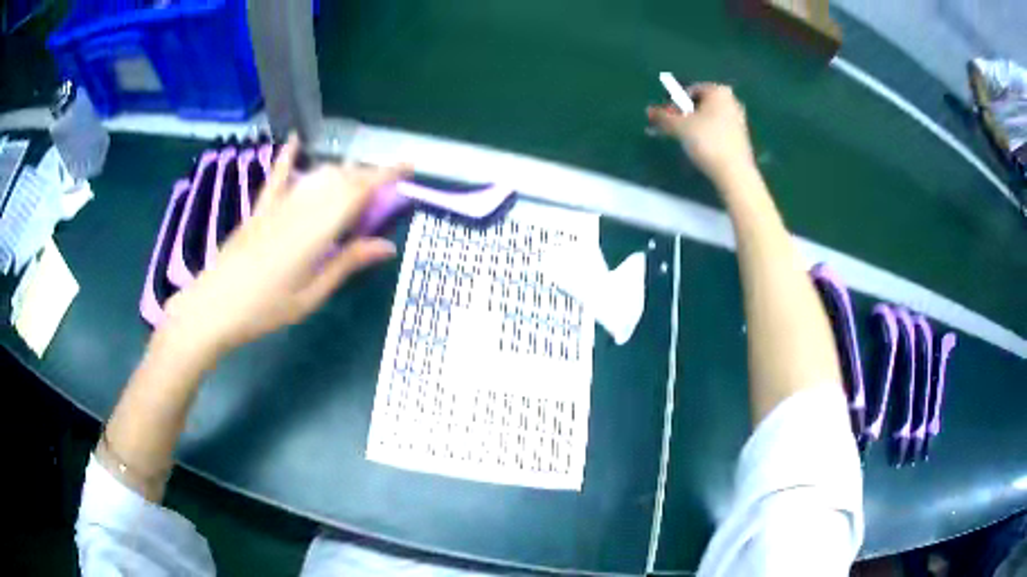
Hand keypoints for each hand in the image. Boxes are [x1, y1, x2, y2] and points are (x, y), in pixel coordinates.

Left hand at [161, 135, 410, 361]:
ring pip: (316, 176)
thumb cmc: (265, 309)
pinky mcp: (259, 210)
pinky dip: (286, 158)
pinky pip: (276, 178)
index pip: (358, 191)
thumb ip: (347, 264)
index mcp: (316, 231)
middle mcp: (299, 208)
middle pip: (340, 180)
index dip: (385, 175)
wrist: (213, 307)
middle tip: (385, 192)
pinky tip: (294, 141)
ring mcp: (276, 206)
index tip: (408, 166)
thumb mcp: (311, 295)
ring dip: (342, 173)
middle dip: (368, 177)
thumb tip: (387, 246)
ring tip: (357, 183)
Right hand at [647, 83, 755, 185]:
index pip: (689, 91)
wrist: (734, 172)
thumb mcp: (679, 126)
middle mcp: (731, 101)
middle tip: (672, 128)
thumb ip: (662, 116)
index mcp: (718, 91)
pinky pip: (717, 130)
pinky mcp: (741, 138)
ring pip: (708, 118)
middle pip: (700, 104)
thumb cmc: (707, 141)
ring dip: (693, 125)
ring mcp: (738, 119)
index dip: (674, 103)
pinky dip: (705, 134)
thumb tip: (649, 111)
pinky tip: (699, 147)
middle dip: (684, 114)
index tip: (666, 117)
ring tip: (683, 139)